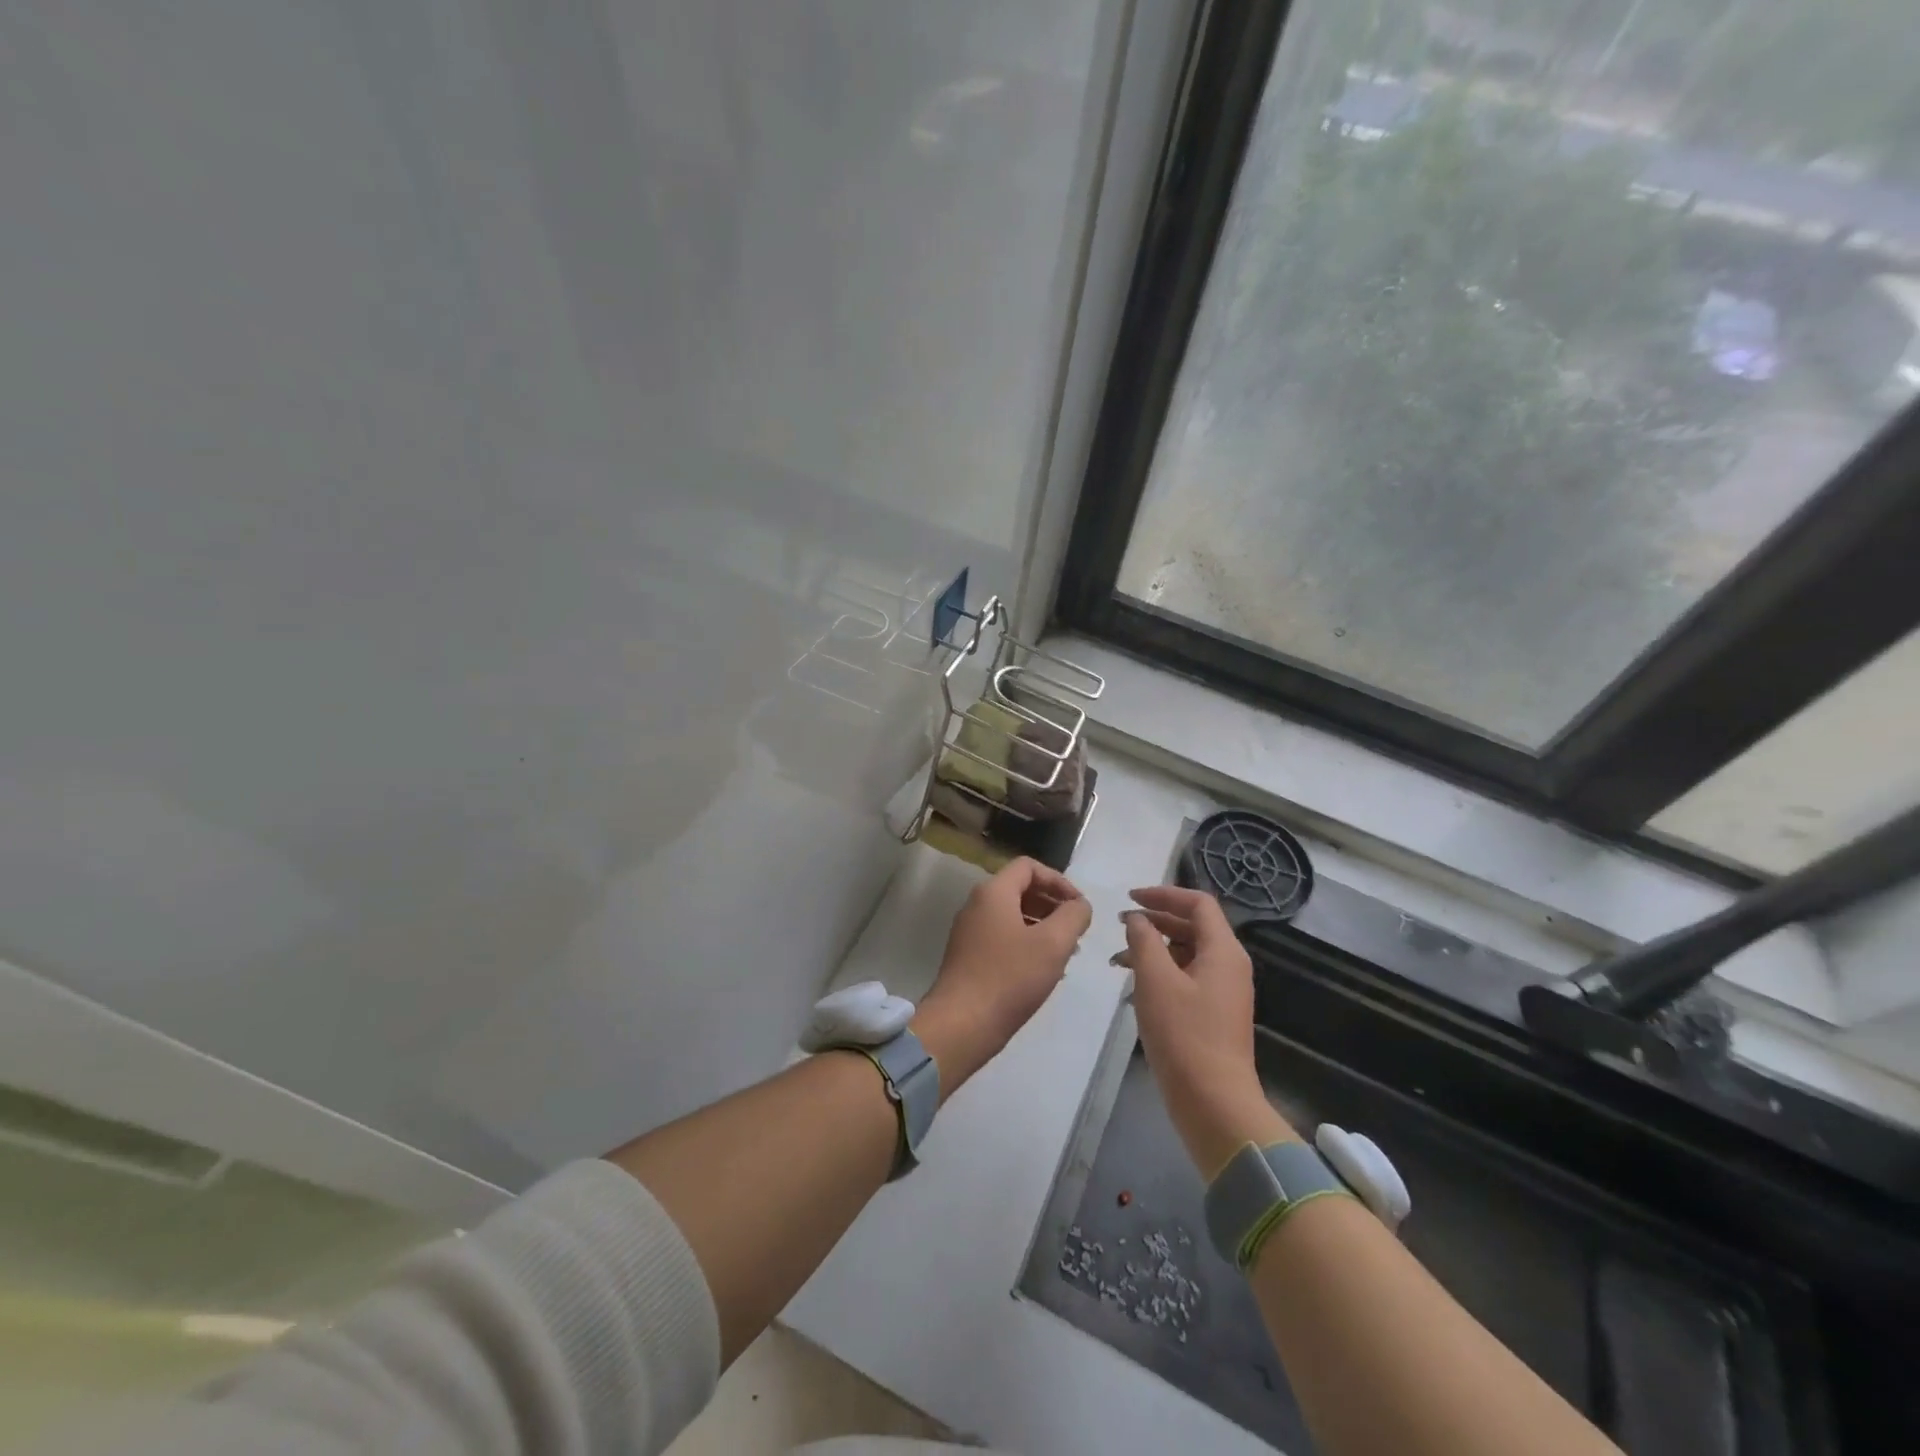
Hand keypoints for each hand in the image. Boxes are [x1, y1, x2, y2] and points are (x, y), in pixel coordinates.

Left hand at [914, 858, 1092, 1096]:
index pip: (1028, 867)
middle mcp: (977, 905)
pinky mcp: (968, 956)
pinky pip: (1002, 937)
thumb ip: (1073, 916)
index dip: (1059, 881)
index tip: (1079, 906)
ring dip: (1042, 926)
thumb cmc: (1010, 978)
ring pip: (1012, 916)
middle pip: (1020, 889)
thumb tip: (1080, 905)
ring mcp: (970, 931)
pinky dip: (1026, 944)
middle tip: (1076, 930)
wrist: (962, 1024)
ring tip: (1066, 952)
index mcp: (993, 892)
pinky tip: (1043, 970)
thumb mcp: (1053, 944)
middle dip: (1052, 905)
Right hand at [1120, 886, 1296, 1177]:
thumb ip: (1143, 940)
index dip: (1163, 894)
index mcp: (1223, 950)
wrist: (1213, 1103)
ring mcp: (1223, 991)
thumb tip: (1136, 918)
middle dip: (1155, 920)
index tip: (1129, 898)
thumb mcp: (1155, 980)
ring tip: (1117, 959)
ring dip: (1153, 948)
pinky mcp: (1213, 1013)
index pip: (1197, 903)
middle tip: (1119, 925)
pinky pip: (1186, 977)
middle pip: (1193, 926)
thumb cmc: (1184, 1035)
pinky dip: (1160, 973)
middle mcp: (1228, 965)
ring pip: (1186, 953)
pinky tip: (1132, 988)